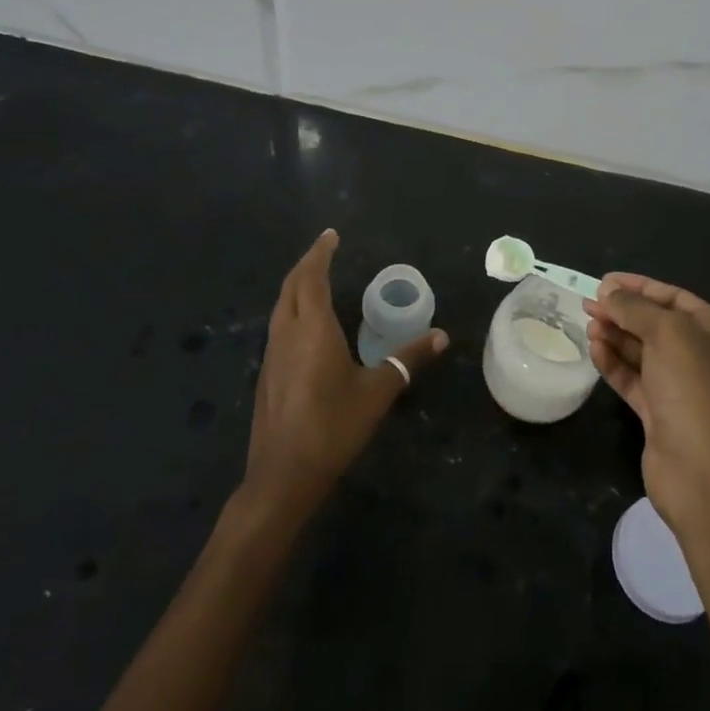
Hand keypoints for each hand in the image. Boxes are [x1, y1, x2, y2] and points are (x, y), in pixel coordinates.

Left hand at [243, 229, 447, 520]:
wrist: (283, 475)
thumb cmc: (333, 427)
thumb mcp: (378, 391)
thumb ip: (408, 360)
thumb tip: (441, 336)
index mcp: (312, 328)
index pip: (312, 277)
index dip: (320, 253)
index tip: (331, 235)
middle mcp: (287, 333)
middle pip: (291, 285)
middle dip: (307, 263)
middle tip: (325, 249)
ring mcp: (272, 353)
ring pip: (280, 305)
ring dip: (296, 285)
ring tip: (315, 277)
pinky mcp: (267, 373)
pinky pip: (278, 325)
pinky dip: (291, 307)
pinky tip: (305, 323)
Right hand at [583, 273, 709, 531]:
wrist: (703, 471)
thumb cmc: (693, 389)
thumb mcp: (667, 333)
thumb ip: (635, 307)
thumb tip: (609, 292)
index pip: (675, 298)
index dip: (640, 286)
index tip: (605, 281)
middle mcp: (703, 357)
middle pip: (656, 324)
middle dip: (623, 312)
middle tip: (588, 303)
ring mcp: (682, 388)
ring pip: (642, 352)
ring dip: (615, 336)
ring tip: (589, 325)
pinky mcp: (660, 414)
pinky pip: (634, 379)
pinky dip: (614, 363)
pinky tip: (594, 349)